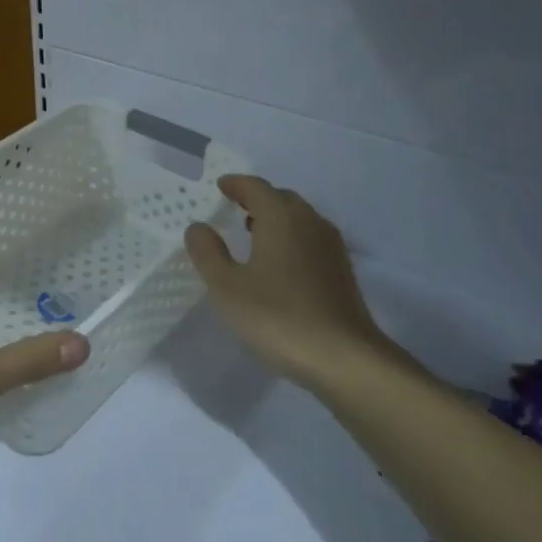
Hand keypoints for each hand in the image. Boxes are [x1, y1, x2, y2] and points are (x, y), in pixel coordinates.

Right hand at [185, 175, 412, 393]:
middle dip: (257, 198)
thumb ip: (208, 253)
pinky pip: (310, 238)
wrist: (343, 357)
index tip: (220, 186)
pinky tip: (280, 263)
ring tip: (253, 233)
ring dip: (276, 218)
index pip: (256, 187)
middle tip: (234, 208)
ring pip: (299, 218)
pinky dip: (291, 238)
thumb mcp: (227, 287)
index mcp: (281, 217)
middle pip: (281, 198)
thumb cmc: (277, 317)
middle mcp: (309, 221)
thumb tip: (198, 227)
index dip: (235, 184)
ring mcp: (330, 246)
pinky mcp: (341, 270)